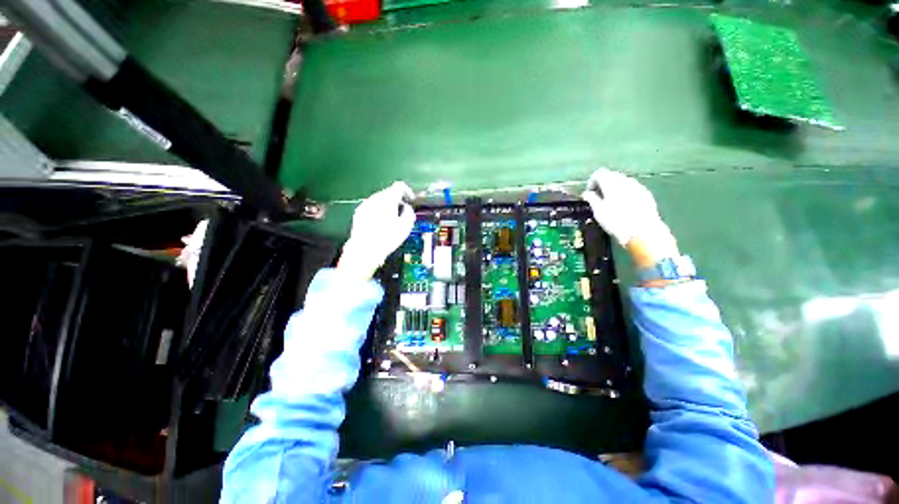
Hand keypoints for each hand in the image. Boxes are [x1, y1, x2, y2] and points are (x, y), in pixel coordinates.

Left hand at [339, 181, 415, 278]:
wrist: (365, 249)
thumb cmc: (387, 237)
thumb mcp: (406, 226)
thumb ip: (409, 212)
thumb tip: (406, 207)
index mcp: (388, 199)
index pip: (399, 186)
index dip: (408, 191)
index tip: (410, 200)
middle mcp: (375, 198)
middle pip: (389, 193)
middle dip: (397, 201)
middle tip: (402, 213)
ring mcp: (365, 205)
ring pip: (379, 200)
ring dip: (387, 207)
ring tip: (391, 221)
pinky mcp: (359, 213)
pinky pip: (371, 208)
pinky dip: (377, 212)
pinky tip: (379, 225)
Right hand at [581, 169, 679, 269]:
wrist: (642, 232)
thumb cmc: (616, 221)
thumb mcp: (598, 211)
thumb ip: (591, 199)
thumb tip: (586, 193)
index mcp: (611, 183)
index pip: (599, 174)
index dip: (591, 182)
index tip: (589, 193)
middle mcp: (625, 180)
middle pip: (611, 175)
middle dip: (603, 183)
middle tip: (598, 197)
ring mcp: (637, 186)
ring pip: (622, 181)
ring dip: (614, 187)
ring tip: (610, 201)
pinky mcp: (646, 193)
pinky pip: (632, 187)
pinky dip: (625, 192)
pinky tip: (623, 205)